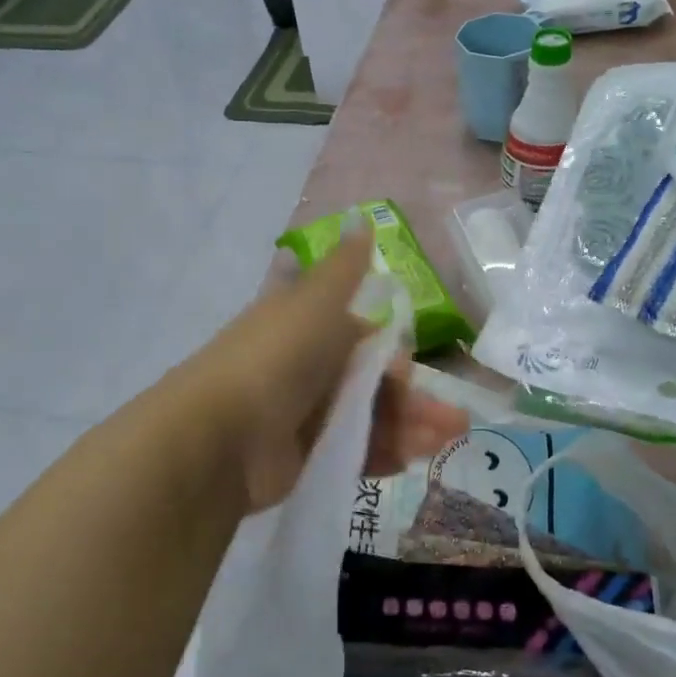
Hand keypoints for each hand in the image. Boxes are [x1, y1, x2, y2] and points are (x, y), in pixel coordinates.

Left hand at [183, 222, 468, 511]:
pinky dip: (386, 453)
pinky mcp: (308, 457)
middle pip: (375, 381)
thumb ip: (345, 268)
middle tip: (454, 422)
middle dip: (416, 397)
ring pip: (373, 417)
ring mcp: (309, 415)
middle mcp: (311, 368)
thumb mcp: (316, 302)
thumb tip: (362, 218)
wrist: (221, 437)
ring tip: (445, 442)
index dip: (394, 353)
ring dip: (411, 426)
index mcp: (311, 327)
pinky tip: (413, 458)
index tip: (408, 369)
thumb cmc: (277, 357)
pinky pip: (356, 451)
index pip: (367, 337)